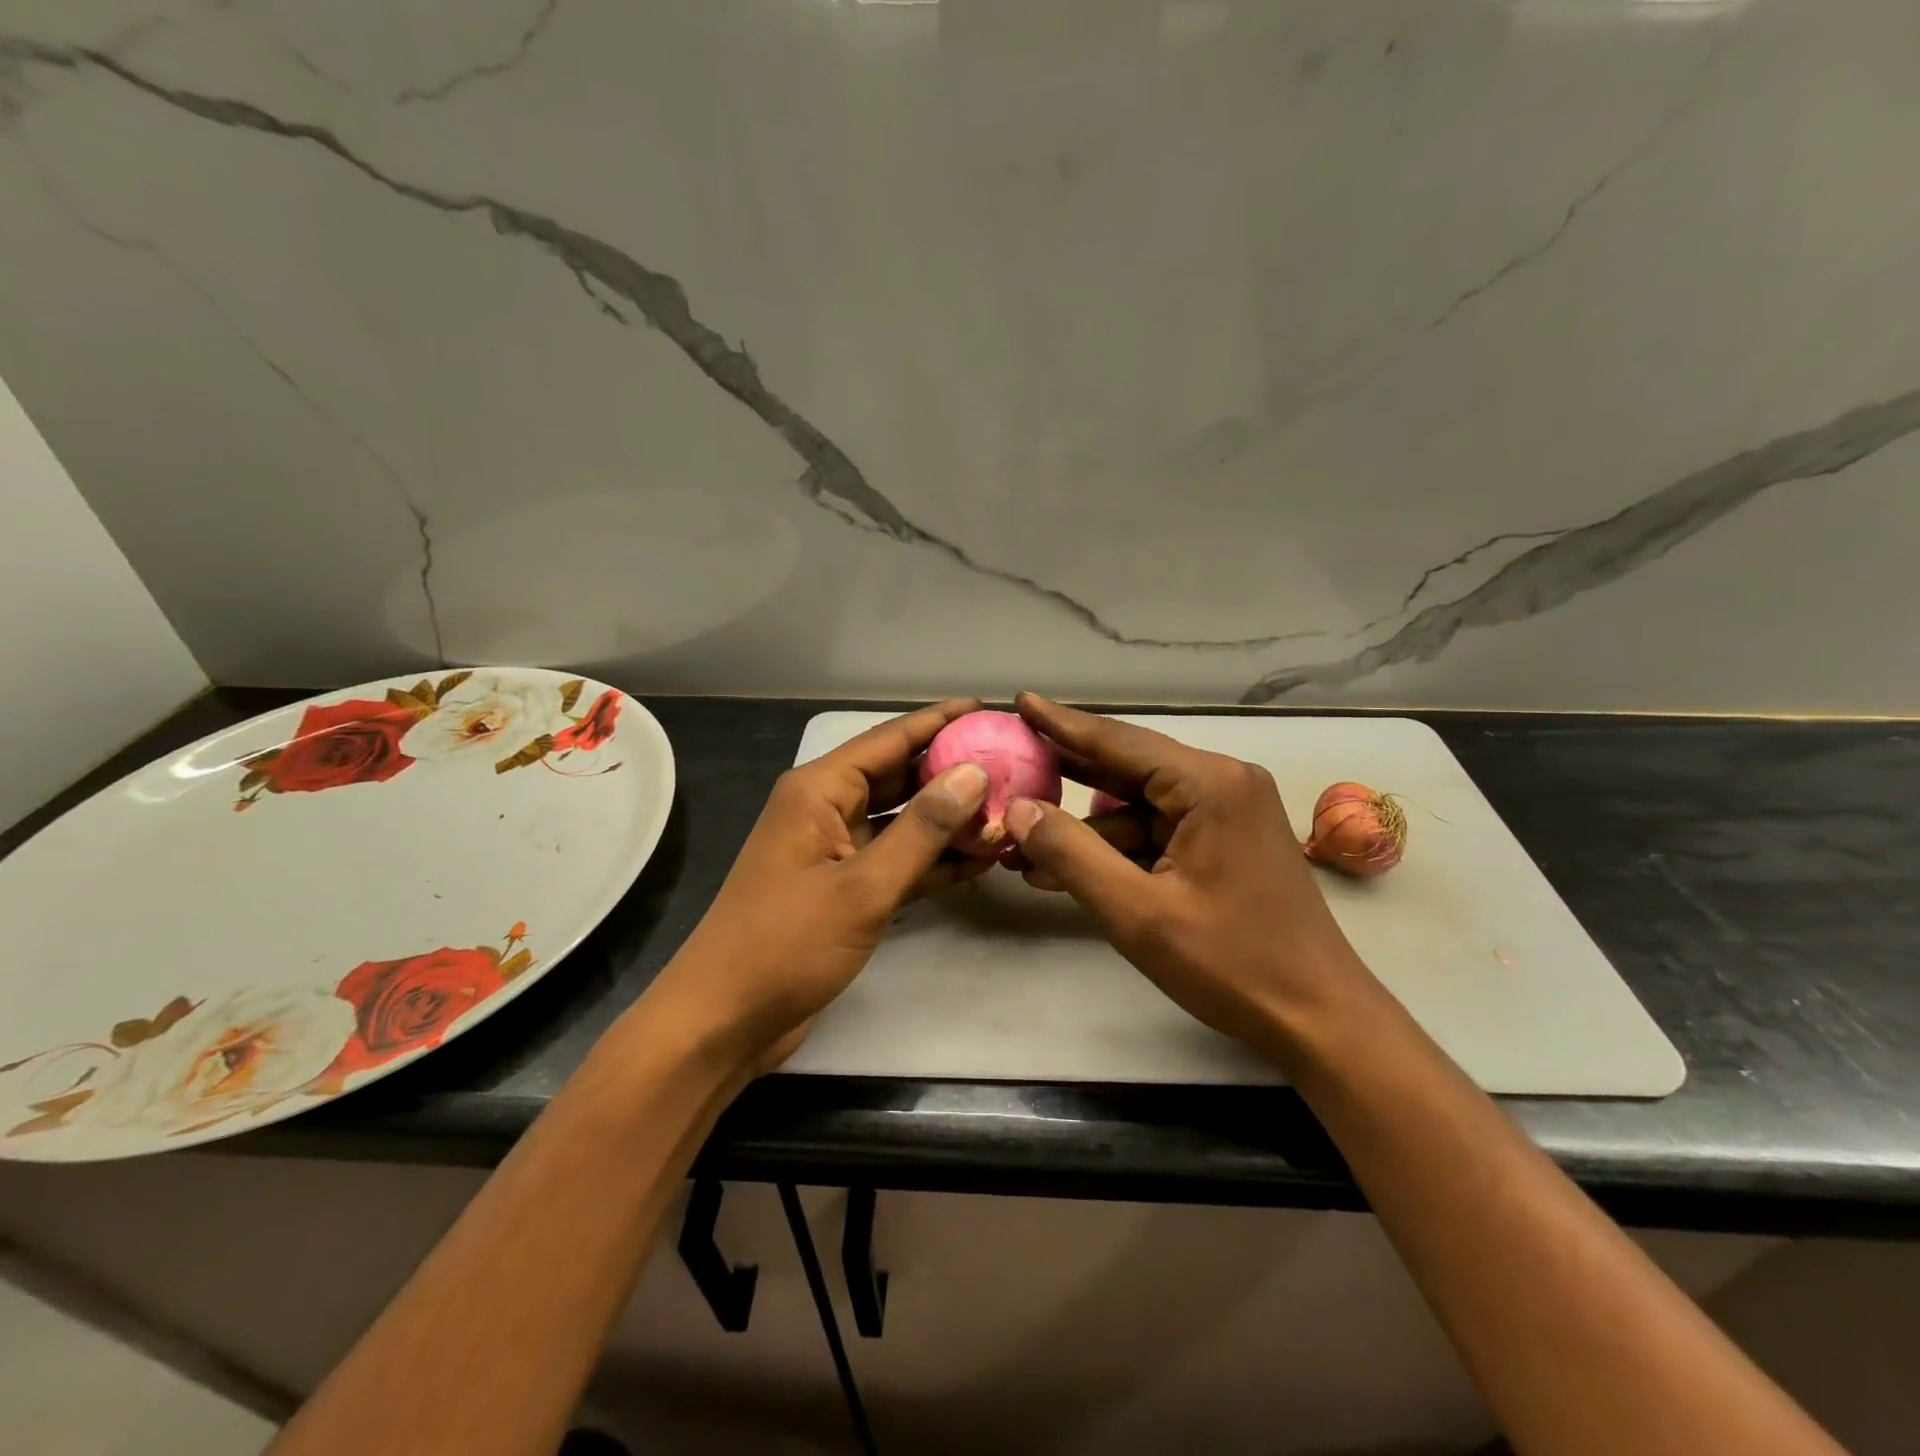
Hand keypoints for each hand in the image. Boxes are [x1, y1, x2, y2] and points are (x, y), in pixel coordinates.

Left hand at [647, 699, 991, 1075]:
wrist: (726, 1020)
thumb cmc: (786, 943)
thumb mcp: (863, 885)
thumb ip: (922, 829)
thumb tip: (974, 773)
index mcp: (819, 790)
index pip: (889, 739)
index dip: (939, 721)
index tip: (988, 709)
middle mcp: (827, 810)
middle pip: (899, 777)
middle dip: (951, 772)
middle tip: (1011, 764)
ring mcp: (836, 851)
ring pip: (903, 821)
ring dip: (948, 820)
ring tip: (1007, 810)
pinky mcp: (845, 889)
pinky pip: (898, 861)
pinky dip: (933, 860)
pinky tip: (980, 859)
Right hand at [1002, 693, 1379, 1063]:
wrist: (1318, 1019)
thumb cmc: (1232, 963)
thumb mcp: (1139, 912)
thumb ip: (1072, 855)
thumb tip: (1016, 810)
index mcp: (1210, 784)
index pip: (1119, 741)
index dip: (1062, 724)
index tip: (1018, 701)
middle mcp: (1222, 784)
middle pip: (1127, 768)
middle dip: (1066, 776)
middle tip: (1009, 765)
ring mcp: (1226, 813)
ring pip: (1137, 806)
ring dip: (1085, 828)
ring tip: (1021, 843)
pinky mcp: (1224, 842)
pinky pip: (1156, 832)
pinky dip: (1115, 849)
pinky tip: (1064, 870)